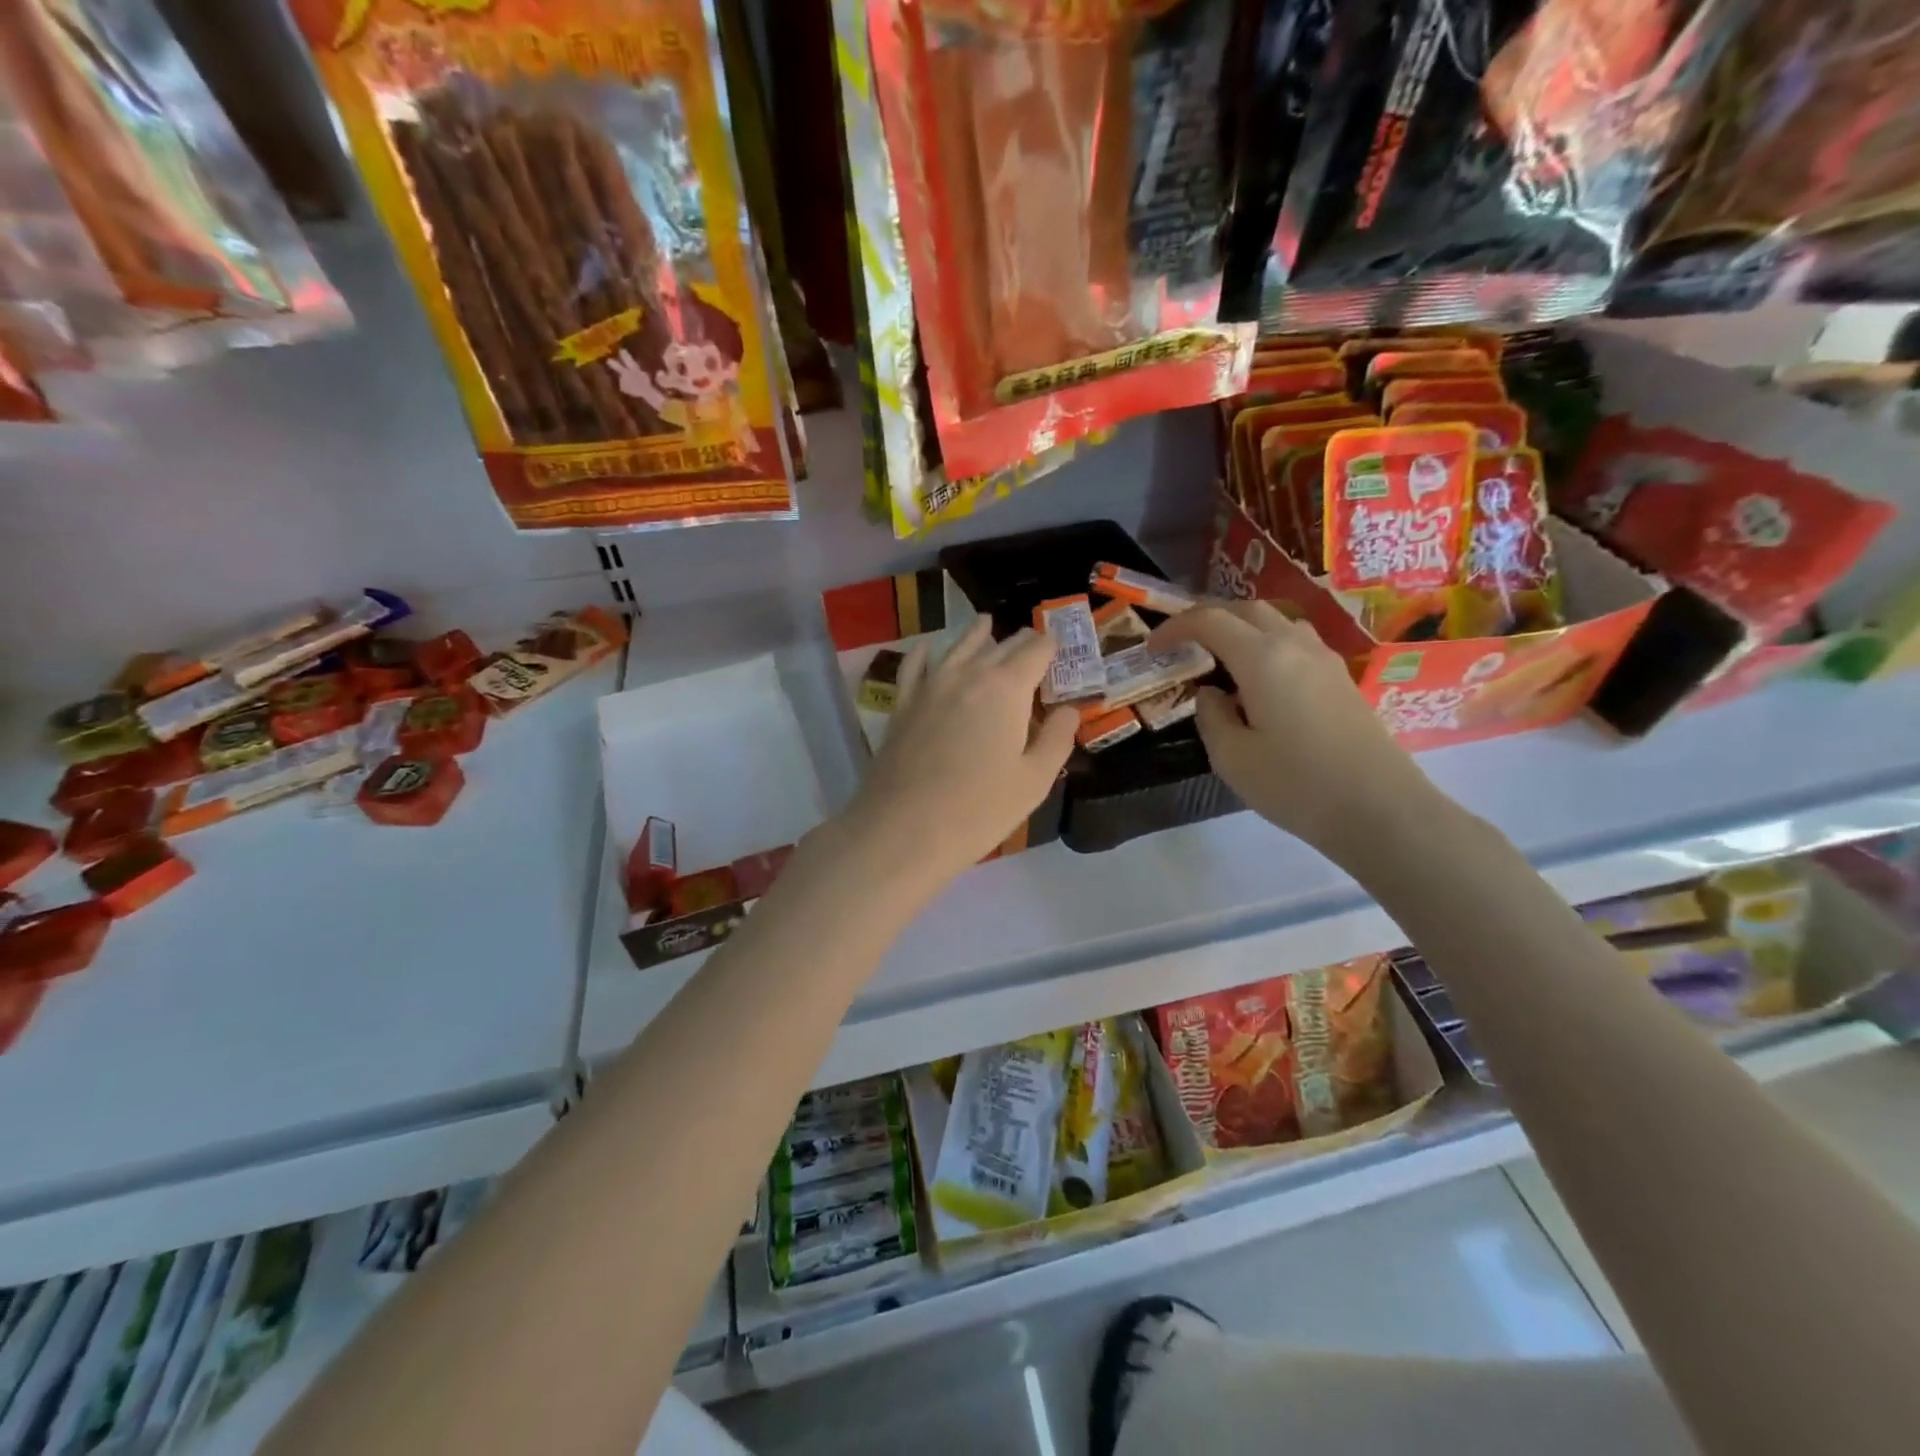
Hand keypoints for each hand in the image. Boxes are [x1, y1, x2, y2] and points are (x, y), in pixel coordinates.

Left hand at [841, 618, 1077, 887]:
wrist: (903, 830)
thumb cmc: (979, 810)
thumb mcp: (1034, 781)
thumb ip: (1056, 739)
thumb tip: (1070, 710)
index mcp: (1006, 688)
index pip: (1036, 650)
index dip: (1052, 647)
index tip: (1060, 651)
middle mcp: (967, 674)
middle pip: (1000, 645)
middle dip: (1020, 643)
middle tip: (1033, 647)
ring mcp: (930, 686)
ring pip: (958, 647)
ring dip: (977, 636)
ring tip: (987, 626)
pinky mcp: (902, 704)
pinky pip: (915, 666)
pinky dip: (926, 652)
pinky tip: (929, 647)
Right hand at [1149, 602, 1438, 862]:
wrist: (1379, 809)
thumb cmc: (1296, 785)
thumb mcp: (1232, 757)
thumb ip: (1211, 716)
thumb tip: (1211, 694)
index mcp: (1262, 658)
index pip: (1210, 620)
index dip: (1176, 627)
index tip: (1153, 647)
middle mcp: (1295, 645)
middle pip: (1247, 609)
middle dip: (1208, 617)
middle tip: (1183, 643)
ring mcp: (1324, 660)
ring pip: (1276, 622)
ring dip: (1242, 629)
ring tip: (1220, 659)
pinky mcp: (1341, 679)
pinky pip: (1296, 643)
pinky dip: (1267, 646)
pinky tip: (1259, 681)